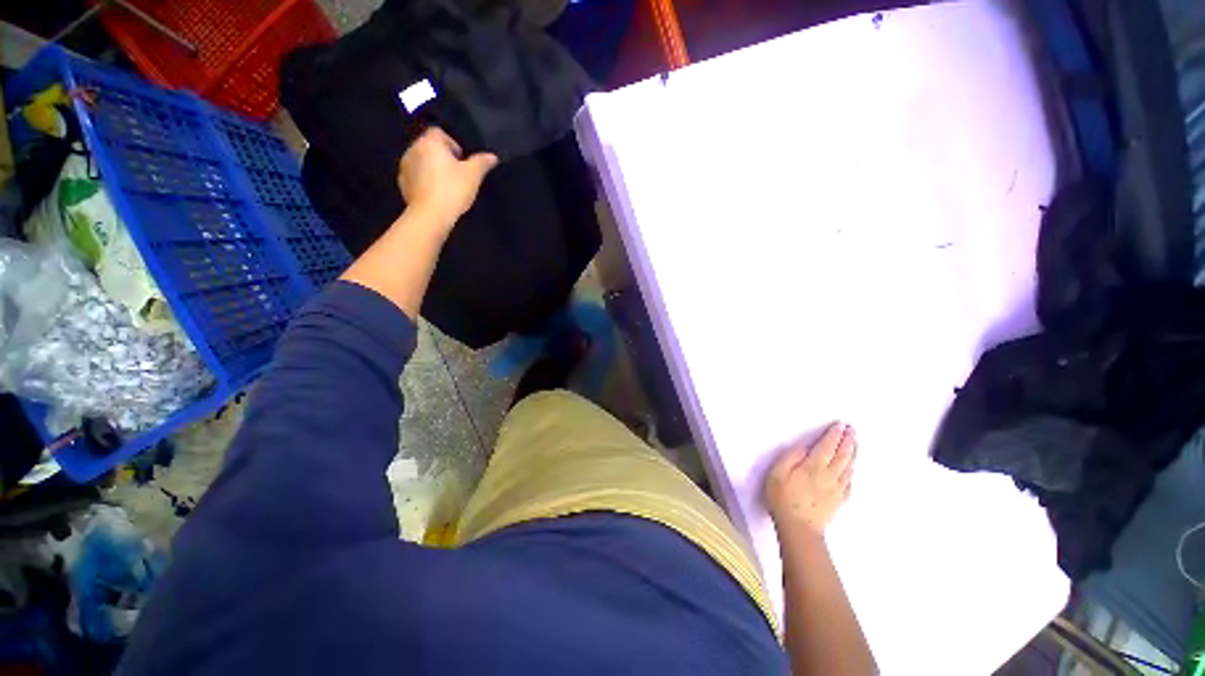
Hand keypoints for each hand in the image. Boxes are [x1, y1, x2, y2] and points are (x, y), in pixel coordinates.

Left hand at [397, 127, 497, 235]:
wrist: (430, 214)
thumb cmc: (453, 189)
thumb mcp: (473, 175)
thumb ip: (482, 162)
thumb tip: (492, 156)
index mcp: (430, 142)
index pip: (439, 132)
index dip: (452, 143)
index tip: (462, 160)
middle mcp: (413, 149)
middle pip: (430, 146)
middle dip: (442, 157)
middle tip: (457, 174)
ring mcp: (405, 166)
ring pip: (421, 161)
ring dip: (432, 168)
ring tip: (446, 185)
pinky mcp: (402, 183)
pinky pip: (416, 176)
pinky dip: (424, 181)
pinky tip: (436, 194)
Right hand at [765, 422, 856, 536]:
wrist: (799, 528)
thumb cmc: (783, 498)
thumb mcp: (778, 473)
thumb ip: (791, 457)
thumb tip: (805, 447)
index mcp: (814, 467)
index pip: (827, 446)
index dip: (834, 435)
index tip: (840, 425)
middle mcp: (829, 476)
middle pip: (842, 455)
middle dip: (847, 441)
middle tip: (852, 430)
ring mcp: (837, 489)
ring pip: (848, 467)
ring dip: (853, 453)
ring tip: (855, 444)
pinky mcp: (839, 501)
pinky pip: (849, 482)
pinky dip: (851, 472)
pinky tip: (851, 470)